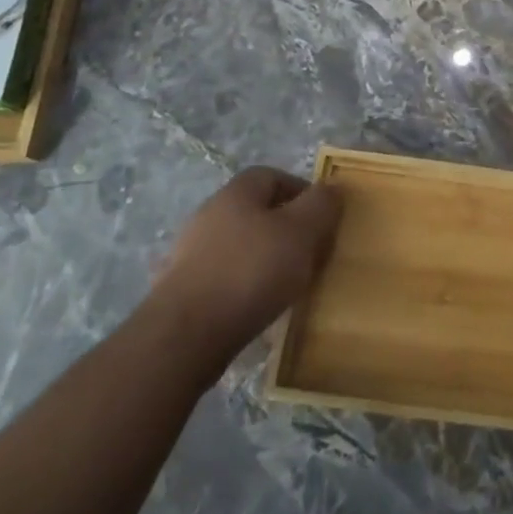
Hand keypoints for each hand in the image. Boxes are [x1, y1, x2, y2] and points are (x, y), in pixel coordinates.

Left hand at [153, 166, 342, 351]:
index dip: (302, 192)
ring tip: (288, 285)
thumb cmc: (250, 272)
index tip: (322, 220)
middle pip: (257, 211)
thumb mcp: (301, 232)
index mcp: (237, 192)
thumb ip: (321, 205)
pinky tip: (257, 307)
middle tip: (310, 253)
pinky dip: (244, 286)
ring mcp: (190, 253)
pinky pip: (224, 277)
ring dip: (265, 259)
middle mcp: (210, 214)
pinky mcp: (181, 290)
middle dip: (286, 228)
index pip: (274, 175)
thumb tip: (331, 189)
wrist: (183, 337)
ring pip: (241, 245)